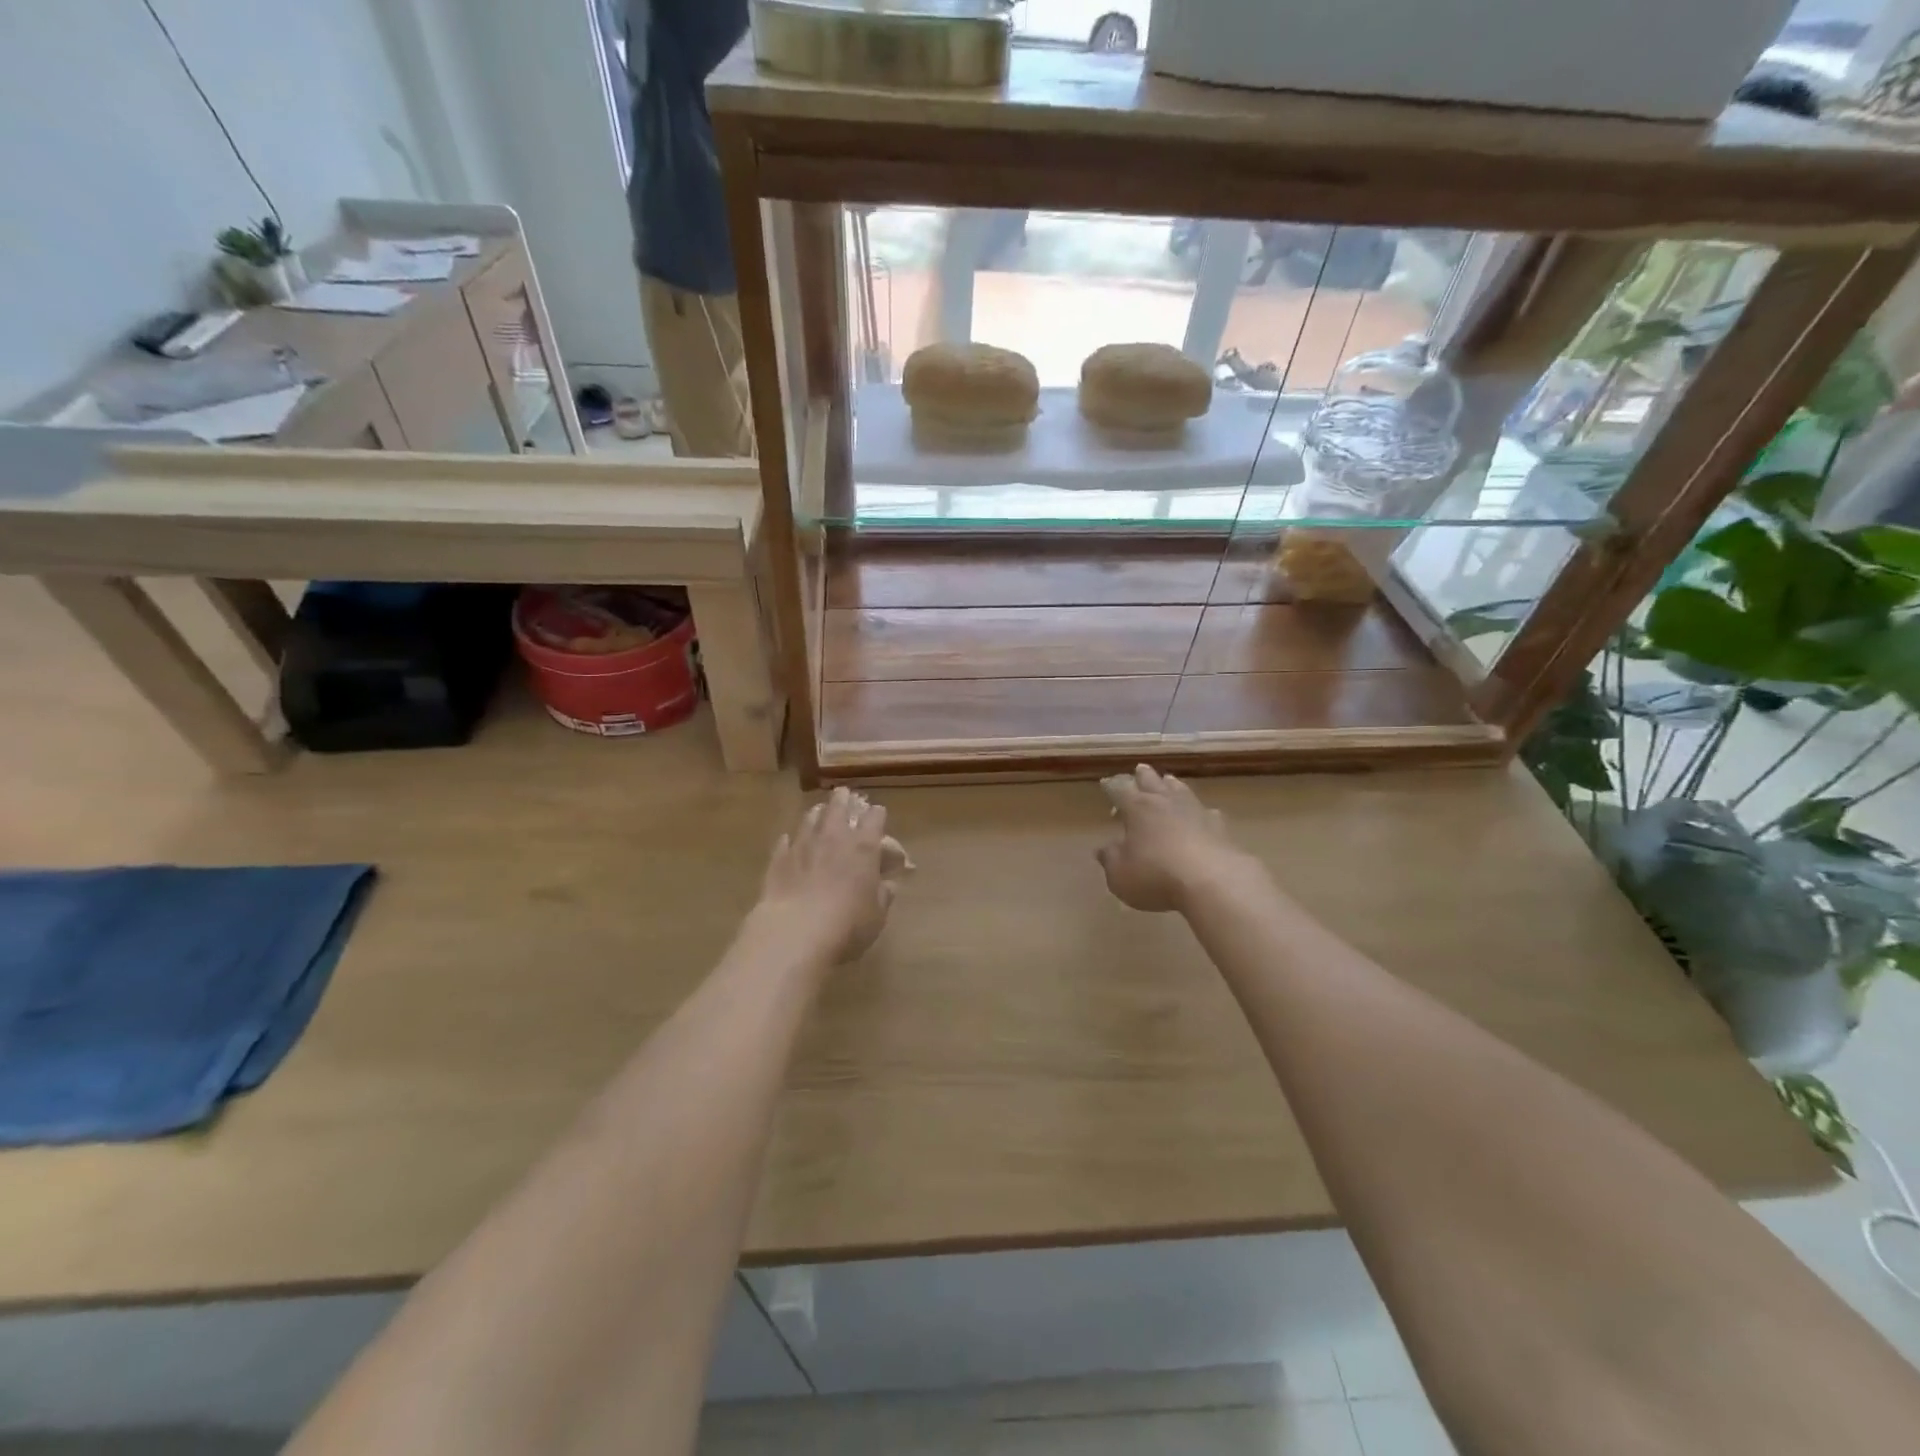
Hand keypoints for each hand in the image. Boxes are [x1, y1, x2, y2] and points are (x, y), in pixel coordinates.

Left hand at [758, 787, 902, 962]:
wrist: (795, 932)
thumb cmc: (847, 924)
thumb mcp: (877, 915)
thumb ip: (883, 895)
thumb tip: (888, 884)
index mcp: (864, 847)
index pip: (875, 818)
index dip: (877, 815)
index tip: (878, 814)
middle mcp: (833, 837)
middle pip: (839, 807)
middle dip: (844, 799)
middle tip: (844, 794)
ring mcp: (803, 845)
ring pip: (810, 818)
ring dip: (817, 813)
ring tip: (819, 811)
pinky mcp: (778, 859)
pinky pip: (785, 841)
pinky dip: (790, 839)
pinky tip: (789, 841)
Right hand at [1096, 764, 1255, 912]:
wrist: (1213, 882)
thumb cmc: (1156, 876)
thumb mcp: (1120, 874)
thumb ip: (1111, 859)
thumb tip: (1104, 849)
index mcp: (1137, 808)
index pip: (1120, 790)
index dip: (1111, 786)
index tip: (1105, 783)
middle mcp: (1165, 802)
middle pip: (1152, 781)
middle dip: (1143, 776)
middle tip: (1139, 770)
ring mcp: (1195, 812)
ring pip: (1181, 790)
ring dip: (1172, 785)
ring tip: (1168, 781)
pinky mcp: (1219, 827)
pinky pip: (1206, 812)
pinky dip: (1200, 811)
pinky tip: (1203, 814)